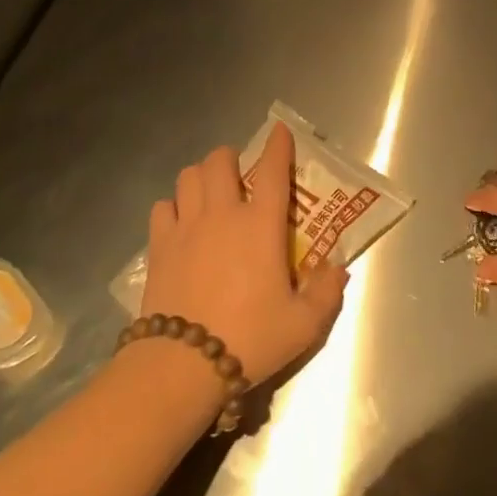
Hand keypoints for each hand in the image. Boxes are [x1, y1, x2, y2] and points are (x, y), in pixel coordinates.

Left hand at [140, 123, 348, 385]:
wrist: (183, 364)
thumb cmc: (250, 339)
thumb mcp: (303, 325)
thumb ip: (326, 292)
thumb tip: (337, 268)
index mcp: (260, 225)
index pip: (273, 170)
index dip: (278, 145)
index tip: (279, 131)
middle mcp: (222, 213)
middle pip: (220, 160)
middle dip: (230, 157)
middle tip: (239, 174)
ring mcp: (186, 226)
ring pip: (188, 176)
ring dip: (201, 176)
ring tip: (210, 192)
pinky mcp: (159, 245)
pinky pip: (162, 207)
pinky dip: (173, 206)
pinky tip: (181, 223)